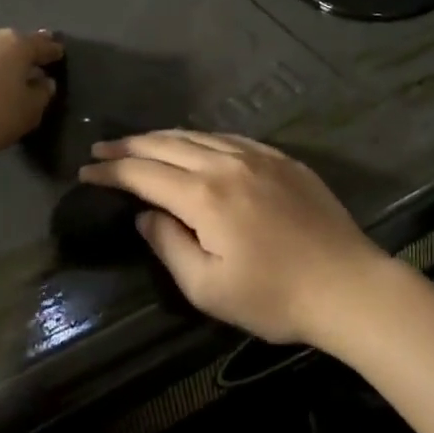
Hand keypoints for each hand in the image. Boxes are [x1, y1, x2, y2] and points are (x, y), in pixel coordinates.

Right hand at [79, 131, 389, 344]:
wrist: (347, 285)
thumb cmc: (273, 297)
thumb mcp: (208, 288)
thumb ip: (169, 245)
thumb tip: (145, 216)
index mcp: (203, 196)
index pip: (144, 174)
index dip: (112, 171)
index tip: (86, 172)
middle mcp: (226, 164)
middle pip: (167, 144)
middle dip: (129, 146)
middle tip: (102, 149)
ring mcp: (258, 156)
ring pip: (198, 135)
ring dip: (163, 137)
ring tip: (140, 143)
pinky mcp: (282, 159)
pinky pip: (230, 138)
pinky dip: (201, 138)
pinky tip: (195, 143)